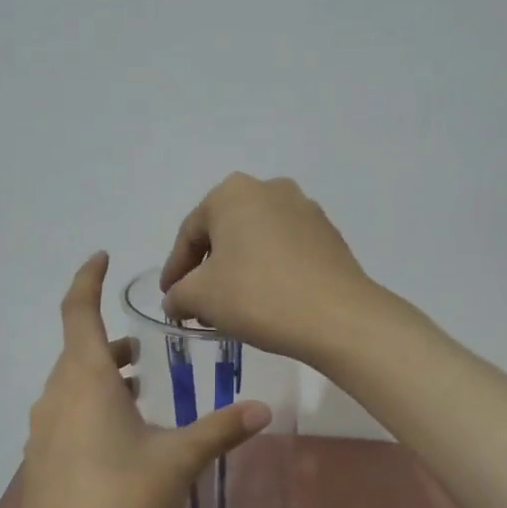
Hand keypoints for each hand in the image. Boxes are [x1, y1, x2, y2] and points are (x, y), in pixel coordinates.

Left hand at [12, 252, 271, 507]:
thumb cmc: (122, 506)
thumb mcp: (179, 461)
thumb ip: (221, 429)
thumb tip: (263, 407)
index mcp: (85, 381)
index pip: (78, 311)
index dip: (88, 279)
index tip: (101, 256)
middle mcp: (56, 398)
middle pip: (78, 350)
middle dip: (110, 340)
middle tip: (145, 344)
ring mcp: (43, 433)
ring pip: (73, 386)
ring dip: (103, 376)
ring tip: (140, 386)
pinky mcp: (42, 464)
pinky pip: (67, 416)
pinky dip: (92, 407)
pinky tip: (123, 438)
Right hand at [159, 173, 380, 365]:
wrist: (337, 317)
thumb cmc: (258, 296)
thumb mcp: (202, 297)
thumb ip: (178, 294)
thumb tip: (175, 299)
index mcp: (233, 193)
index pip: (190, 233)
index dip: (174, 269)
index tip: (168, 297)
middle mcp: (270, 189)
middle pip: (225, 232)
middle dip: (208, 268)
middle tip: (197, 302)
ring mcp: (305, 210)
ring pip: (257, 241)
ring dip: (239, 270)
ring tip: (231, 306)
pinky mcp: (329, 236)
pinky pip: (285, 251)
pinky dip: (268, 272)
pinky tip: (265, 301)